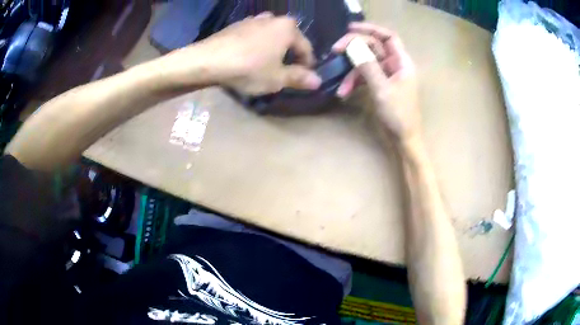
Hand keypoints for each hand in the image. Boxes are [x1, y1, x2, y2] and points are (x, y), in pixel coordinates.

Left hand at [158, 13, 321, 95]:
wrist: (208, 60)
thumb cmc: (248, 68)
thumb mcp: (277, 78)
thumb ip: (299, 78)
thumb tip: (317, 81)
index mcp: (288, 28)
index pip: (306, 48)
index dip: (307, 65)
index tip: (304, 78)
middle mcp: (274, 18)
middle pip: (289, 39)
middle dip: (289, 56)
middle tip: (284, 73)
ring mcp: (254, 19)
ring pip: (271, 36)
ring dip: (273, 49)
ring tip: (266, 65)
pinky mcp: (237, 25)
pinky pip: (255, 35)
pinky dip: (257, 45)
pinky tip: (249, 57)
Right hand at [333, 23, 420, 142]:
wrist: (404, 139)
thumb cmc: (399, 115)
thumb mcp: (382, 89)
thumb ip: (368, 66)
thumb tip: (353, 46)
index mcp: (402, 62)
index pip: (388, 37)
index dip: (371, 29)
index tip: (350, 28)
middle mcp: (394, 65)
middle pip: (373, 47)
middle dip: (354, 48)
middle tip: (335, 50)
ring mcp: (387, 75)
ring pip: (366, 63)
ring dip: (351, 72)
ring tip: (341, 87)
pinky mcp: (380, 84)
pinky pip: (365, 76)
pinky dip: (354, 82)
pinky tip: (344, 93)